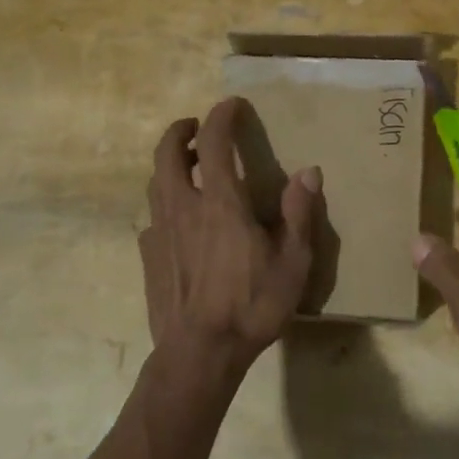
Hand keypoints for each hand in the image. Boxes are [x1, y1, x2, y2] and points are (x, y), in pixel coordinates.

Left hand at [139, 97, 323, 379]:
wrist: (198, 354)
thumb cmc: (251, 306)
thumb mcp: (292, 262)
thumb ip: (298, 213)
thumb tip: (310, 172)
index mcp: (220, 202)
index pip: (215, 141)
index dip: (222, 116)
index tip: (232, 104)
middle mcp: (183, 206)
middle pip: (168, 152)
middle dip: (180, 130)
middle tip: (196, 127)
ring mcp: (160, 231)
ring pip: (155, 181)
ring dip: (170, 164)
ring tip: (189, 166)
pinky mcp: (148, 255)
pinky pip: (153, 216)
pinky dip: (165, 203)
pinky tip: (179, 221)